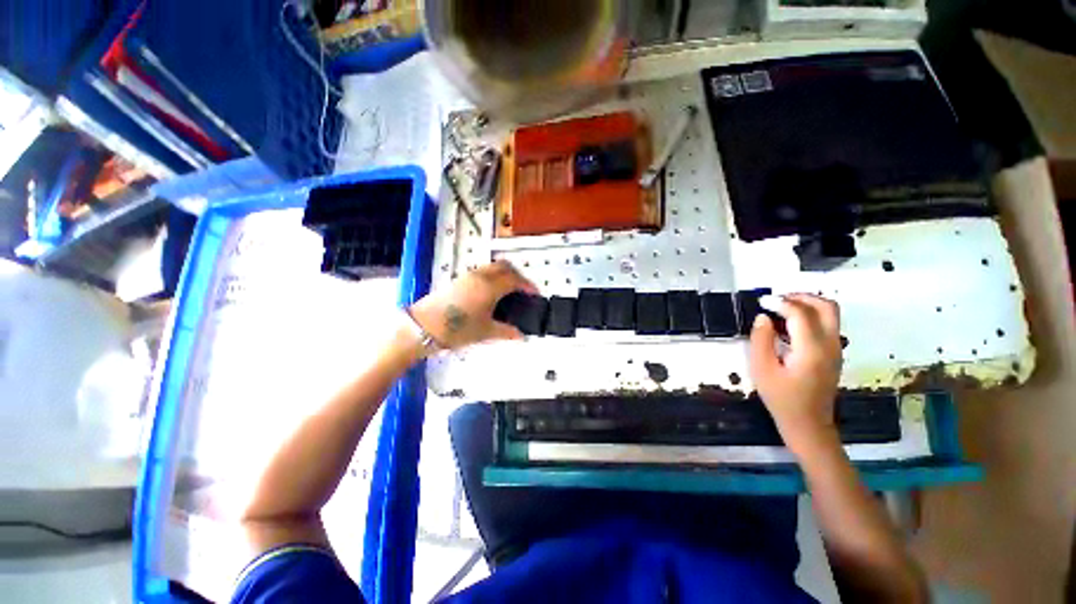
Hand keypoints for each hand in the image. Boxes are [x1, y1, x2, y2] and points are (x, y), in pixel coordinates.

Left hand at [408, 261, 537, 350]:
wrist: (423, 327)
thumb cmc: (457, 329)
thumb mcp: (485, 332)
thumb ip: (507, 332)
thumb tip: (521, 336)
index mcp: (490, 287)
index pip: (515, 279)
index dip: (528, 285)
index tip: (535, 294)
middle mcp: (480, 276)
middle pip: (505, 266)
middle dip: (518, 275)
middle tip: (523, 290)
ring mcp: (468, 276)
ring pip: (492, 267)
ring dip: (504, 274)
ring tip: (509, 291)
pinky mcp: (458, 280)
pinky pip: (482, 271)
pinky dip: (493, 276)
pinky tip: (492, 293)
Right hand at [749, 294, 842, 453]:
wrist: (808, 424)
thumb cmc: (781, 398)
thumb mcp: (762, 369)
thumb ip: (761, 340)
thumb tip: (763, 317)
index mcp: (812, 349)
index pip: (801, 313)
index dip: (780, 303)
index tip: (761, 302)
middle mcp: (830, 345)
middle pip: (826, 307)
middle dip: (802, 297)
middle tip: (777, 300)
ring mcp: (836, 349)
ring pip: (830, 314)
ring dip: (807, 305)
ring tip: (781, 308)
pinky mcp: (833, 354)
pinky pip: (827, 325)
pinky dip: (810, 316)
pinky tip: (789, 325)